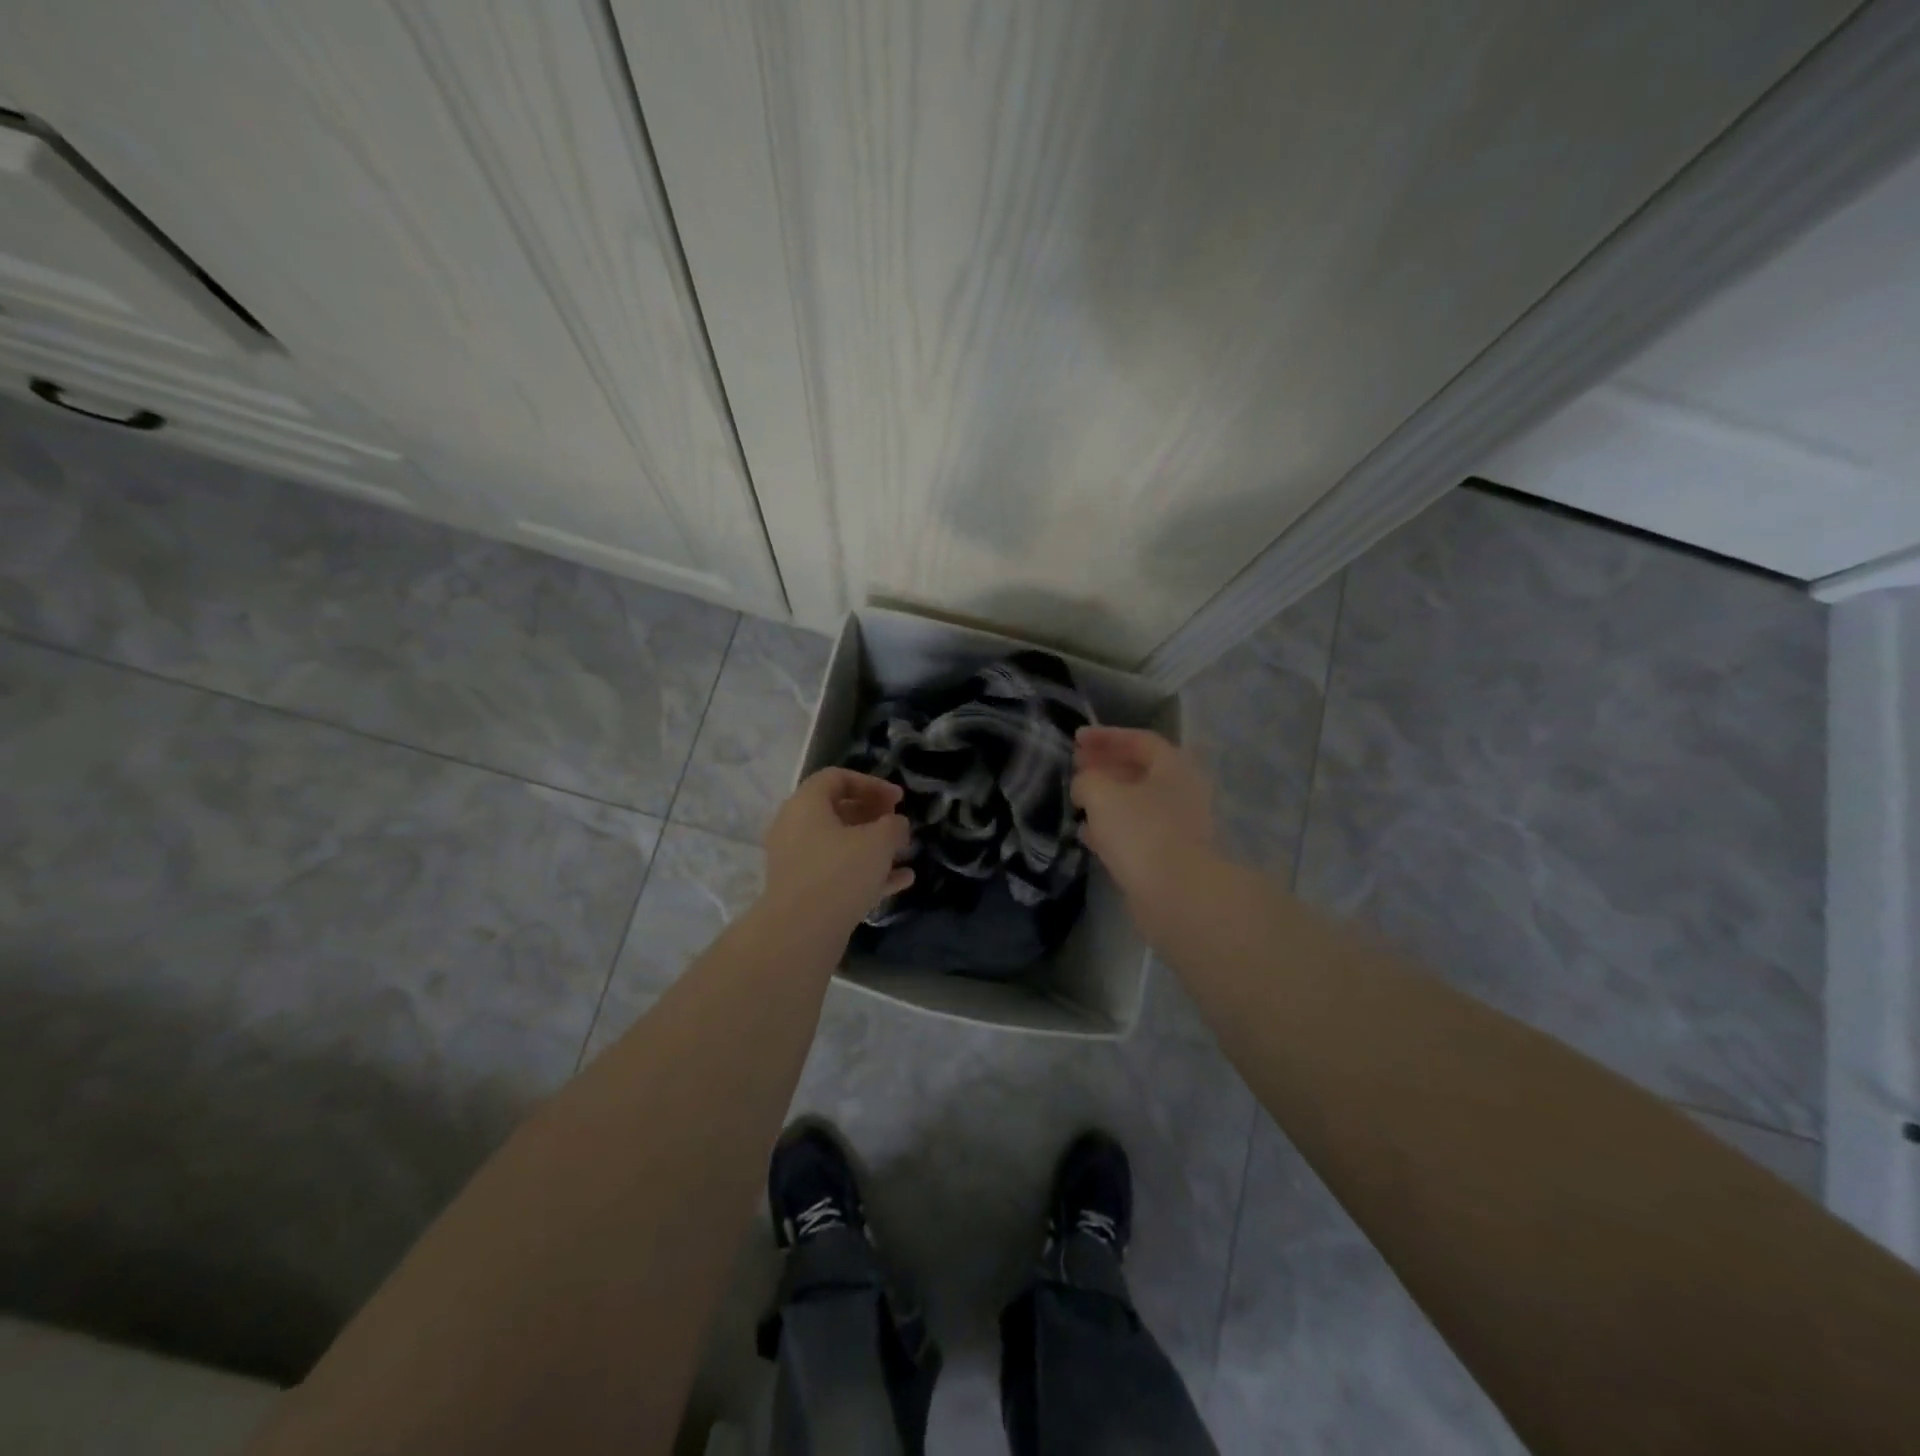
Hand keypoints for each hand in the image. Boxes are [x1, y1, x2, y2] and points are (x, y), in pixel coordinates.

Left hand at [762, 768, 913, 930]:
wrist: (800, 933)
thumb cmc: (840, 872)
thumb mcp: (879, 841)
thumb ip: (893, 825)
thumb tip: (896, 824)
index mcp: (806, 803)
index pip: (838, 778)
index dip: (872, 784)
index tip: (899, 800)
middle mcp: (794, 827)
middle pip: (837, 810)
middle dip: (873, 816)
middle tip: (898, 825)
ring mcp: (795, 861)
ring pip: (839, 844)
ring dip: (872, 846)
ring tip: (903, 853)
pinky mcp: (802, 890)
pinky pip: (837, 872)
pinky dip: (865, 872)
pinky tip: (900, 882)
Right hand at [1071, 726, 1215, 898]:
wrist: (1178, 895)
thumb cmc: (1141, 832)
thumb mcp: (1101, 794)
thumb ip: (1087, 780)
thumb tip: (1084, 785)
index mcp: (1174, 767)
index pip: (1139, 740)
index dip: (1106, 736)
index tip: (1076, 739)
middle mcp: (1182, 792)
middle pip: (1139, 771)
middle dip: (1104, 767)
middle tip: (1075, 768)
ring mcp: (1179, 826)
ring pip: (1136, 803)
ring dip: (1106, 799)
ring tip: (1076, 801)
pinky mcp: (1170, 857)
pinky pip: (1136, 832)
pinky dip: (1112, 828)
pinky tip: (1088, 835)